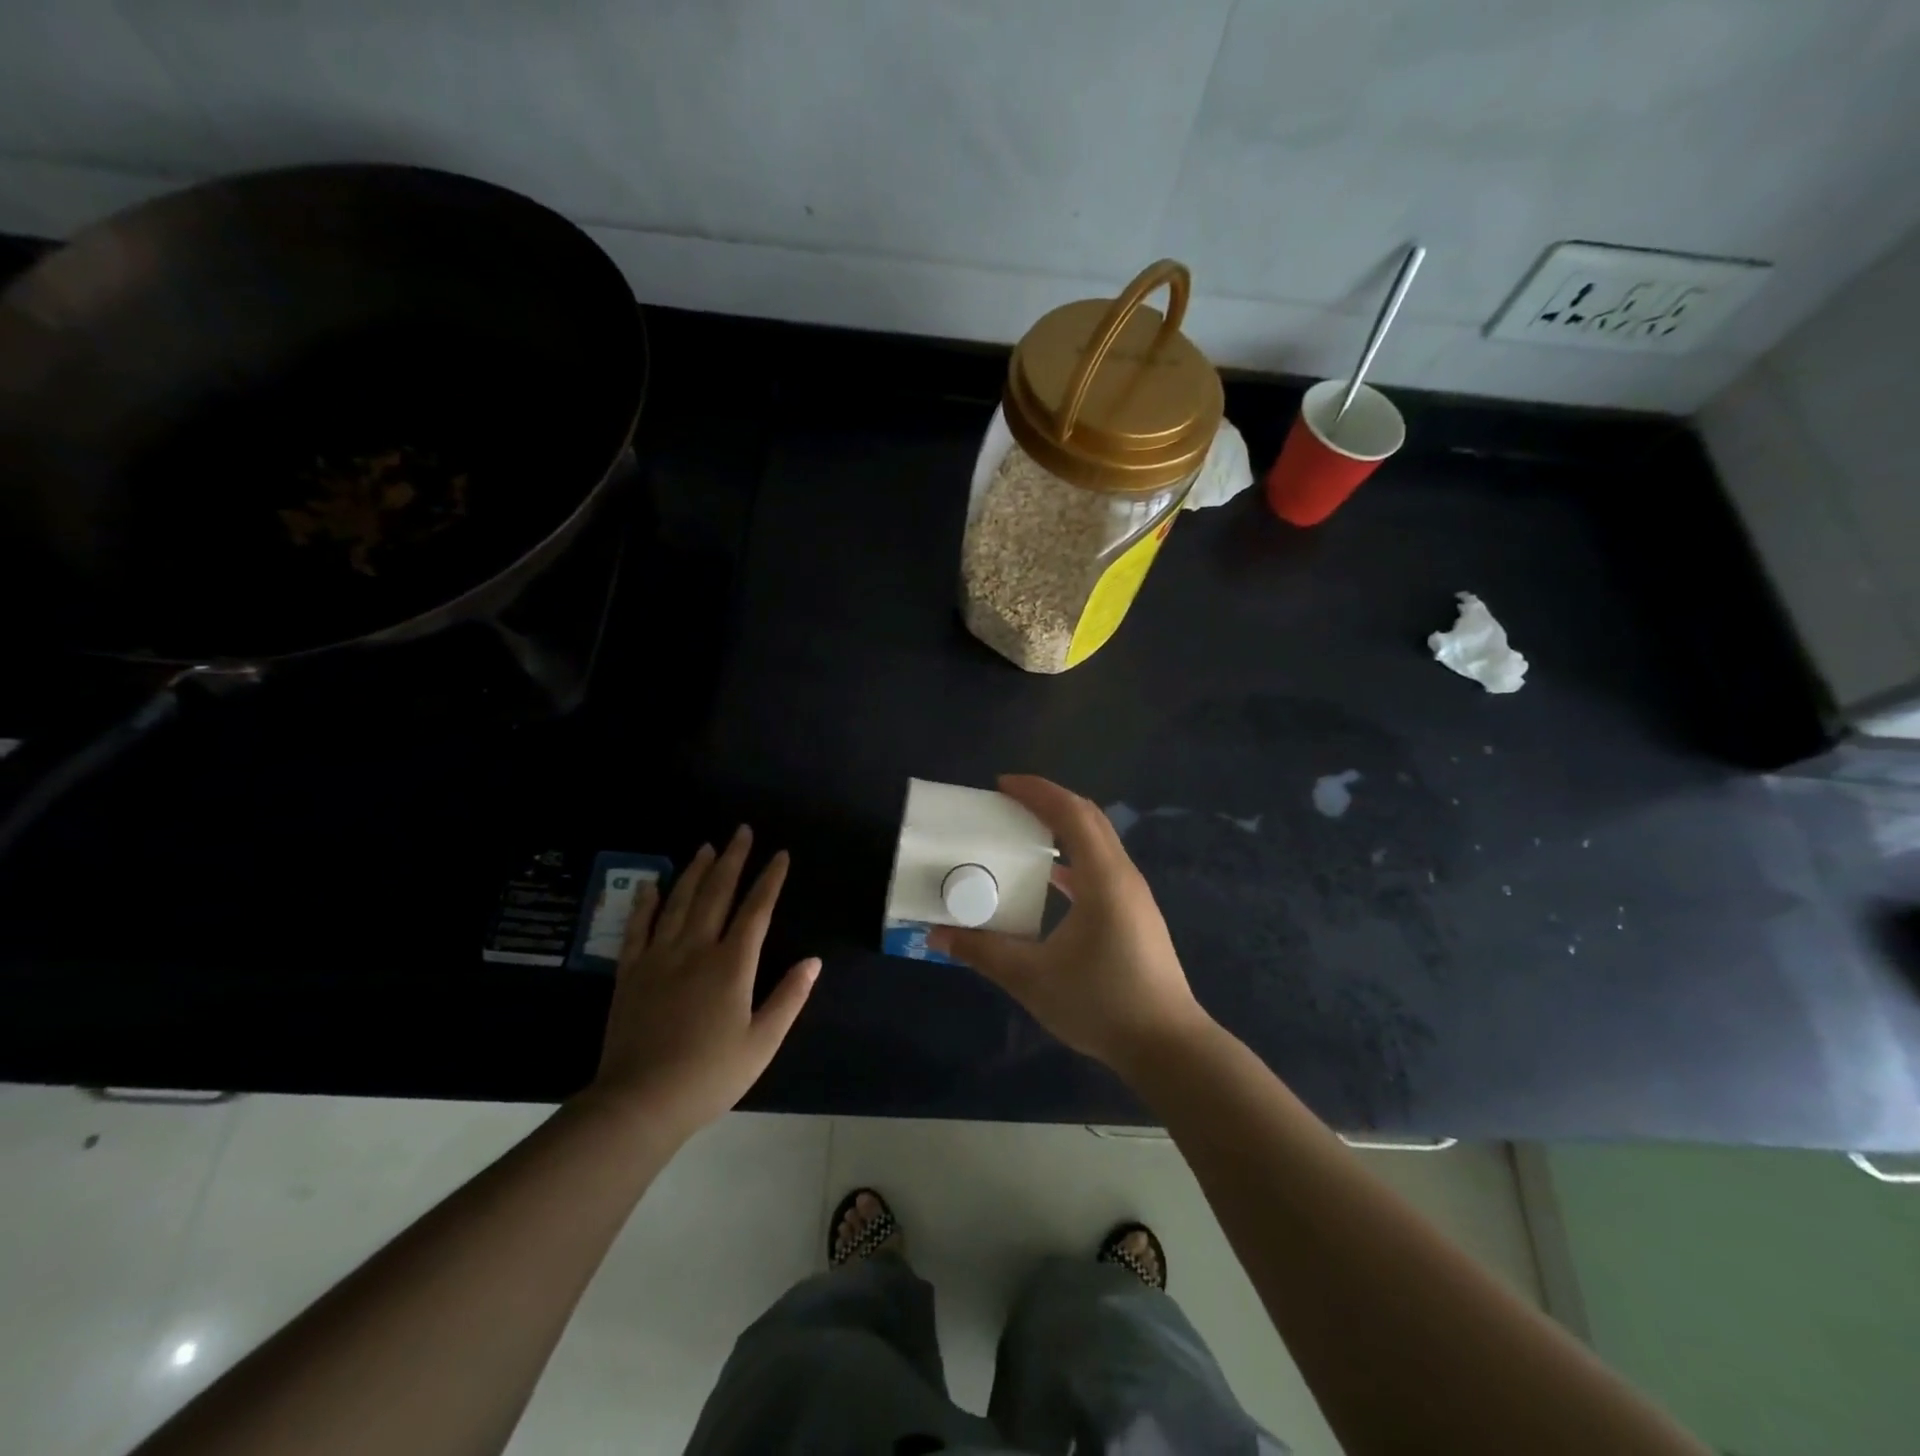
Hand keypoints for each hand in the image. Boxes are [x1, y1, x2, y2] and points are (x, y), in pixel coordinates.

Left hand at [589, 827, 819, 1140]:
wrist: (639, 1102)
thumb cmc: (709, 1075)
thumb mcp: (762, 1043)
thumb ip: (789, 998)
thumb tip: (813, 961)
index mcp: (732, 965)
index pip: (756, 910)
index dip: (770, 879)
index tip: (780, 855)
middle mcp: (696, 949)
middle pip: (716, 893)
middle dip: (732, 859)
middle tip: (741, 831)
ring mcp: (659, 958)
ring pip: (679, 902)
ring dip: (695, 871)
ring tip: (706, 847)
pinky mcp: (630, 973)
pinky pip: (639, 928)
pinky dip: (647, 903)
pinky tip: (653, 884)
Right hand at [928, 776, 1212, 1080]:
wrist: (1167, 1046)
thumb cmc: (1101, 1004)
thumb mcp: (1032, 978)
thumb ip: (983, 952)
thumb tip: (937, 934)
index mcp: (1103, 878)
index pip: (1071, 813)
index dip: (1037, 792)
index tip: (1001, 785)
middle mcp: (1123, 876)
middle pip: (1088, 818)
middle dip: (1048, 802)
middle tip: (1007, 803)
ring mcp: (1133, 895)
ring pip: (1098, 842)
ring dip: (1062, 828)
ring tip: (1023, 832)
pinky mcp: (1135, 914)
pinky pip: (1101, 867)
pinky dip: (1072, 858)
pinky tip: (1048, 879)